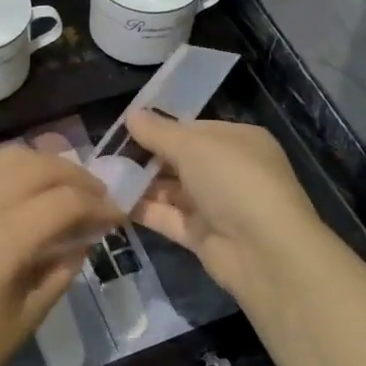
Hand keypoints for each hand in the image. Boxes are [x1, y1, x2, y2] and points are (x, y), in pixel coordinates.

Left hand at [0, 147, 122, 365]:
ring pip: (6, 157)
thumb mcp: (29, 315)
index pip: (65, 201)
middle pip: (38, 166)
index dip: (100, 205)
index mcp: (2, 240)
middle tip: (96, 197)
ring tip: (63, 188)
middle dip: (76, 176)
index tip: (117, 216)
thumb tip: (84, 236)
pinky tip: (23, 197)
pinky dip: (11, 173)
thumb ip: (62, 267)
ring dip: (43, 165)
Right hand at [123, 112, 324, 298]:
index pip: (193, 129)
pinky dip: (143, 210)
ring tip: (101, 177)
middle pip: (180, 160)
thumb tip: (132, 114)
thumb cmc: (234, 181)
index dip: (160, 128)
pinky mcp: (201, 236)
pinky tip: (112, 202)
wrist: (264, 251)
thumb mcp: (194, 147)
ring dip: (140, 184)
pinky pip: (168, 217)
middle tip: (105, 154)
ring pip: (171, 190)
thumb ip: (159, 132)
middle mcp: (229, 171)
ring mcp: (215, 205)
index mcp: (238, 141)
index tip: (123, 129)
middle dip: (146, 157)